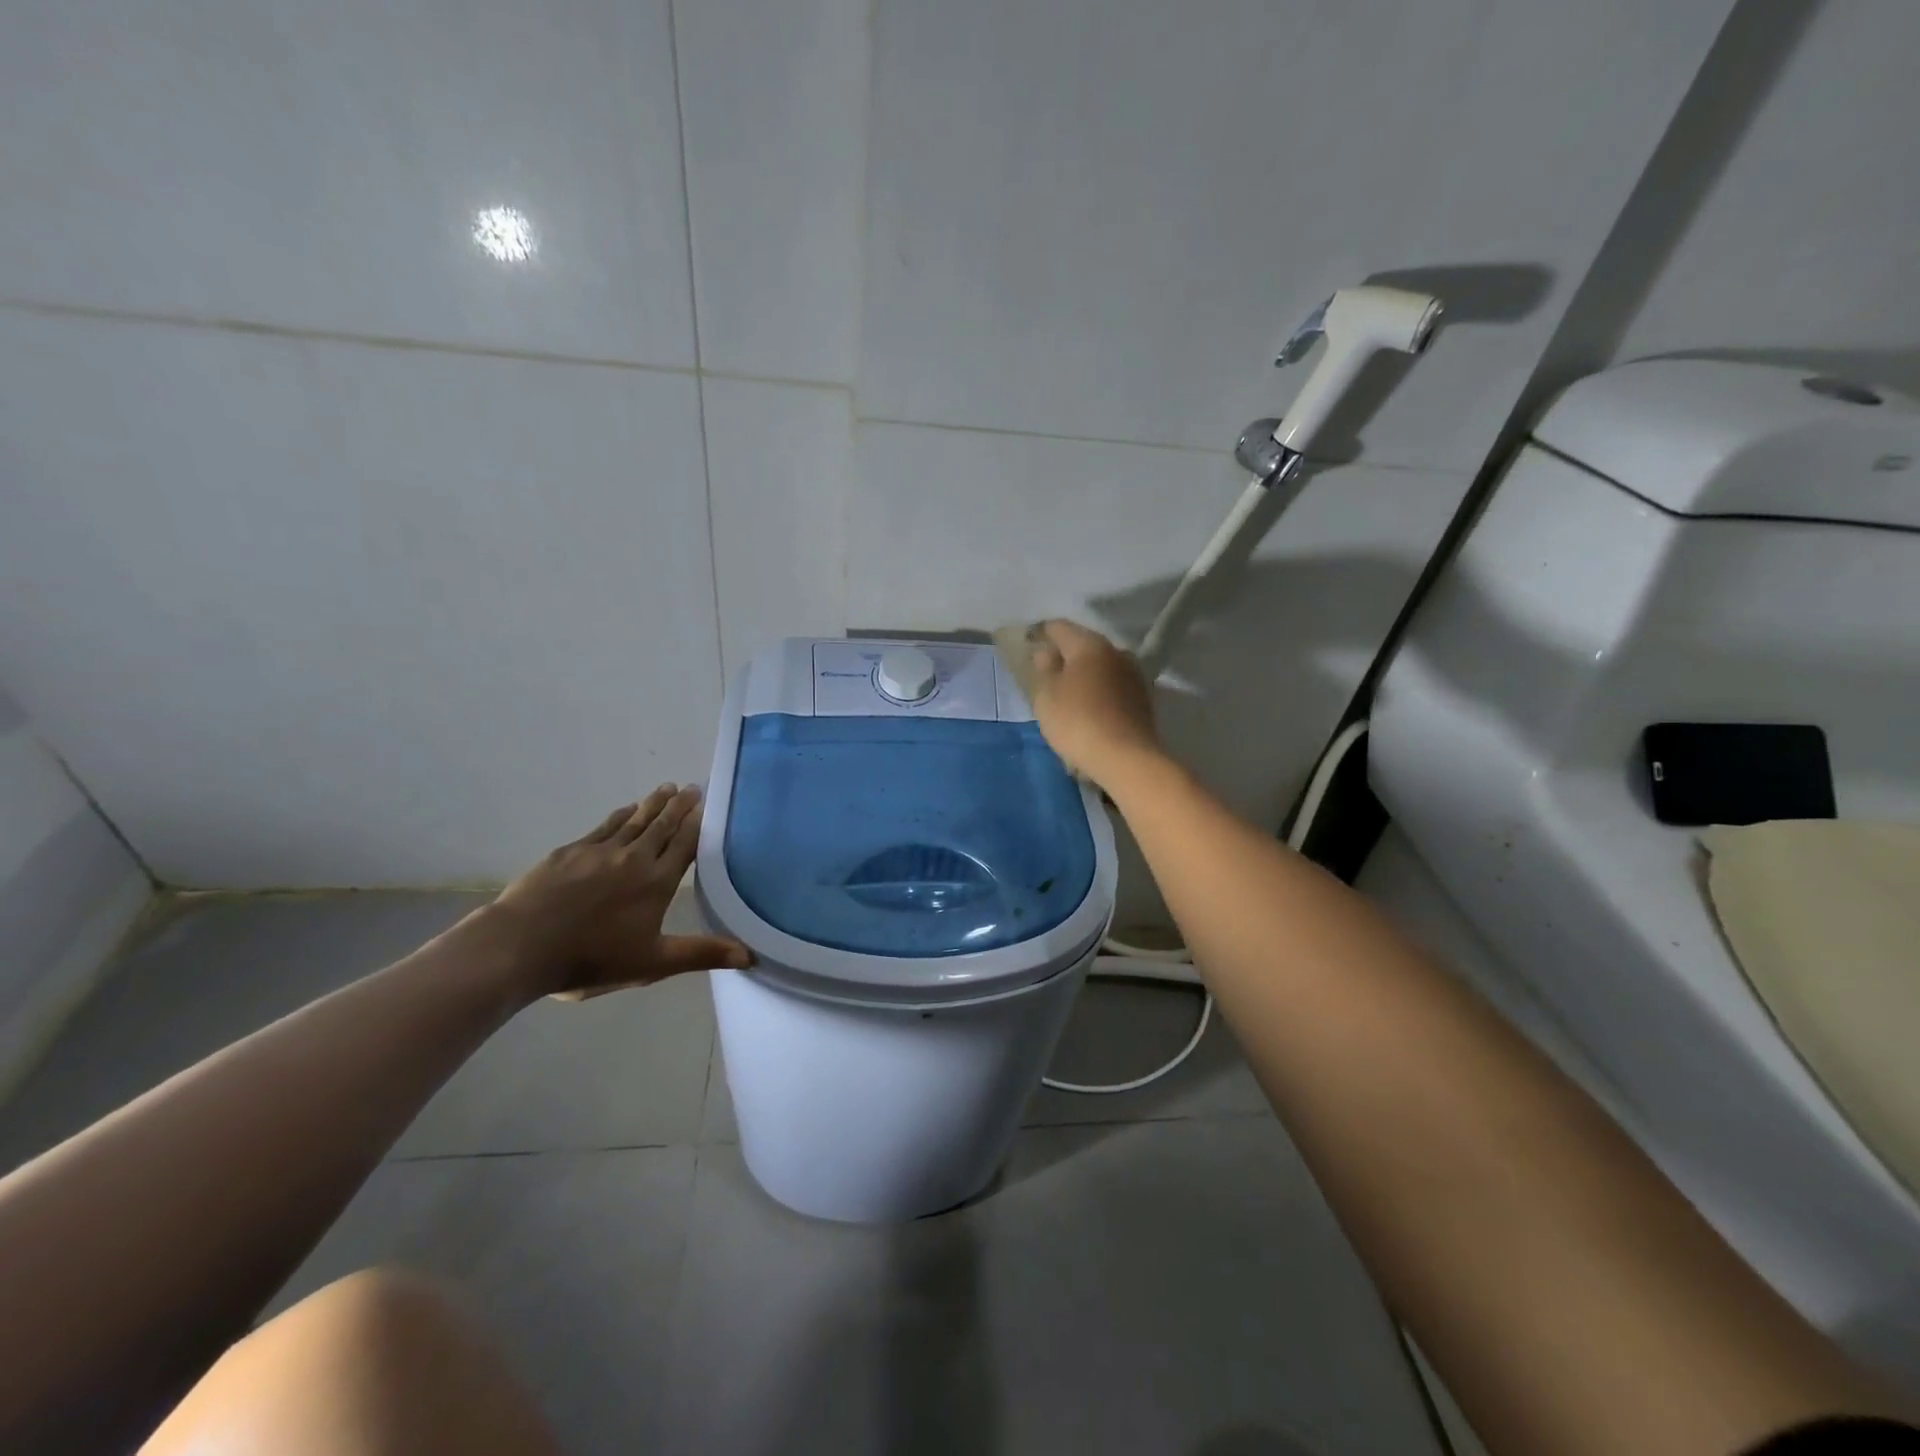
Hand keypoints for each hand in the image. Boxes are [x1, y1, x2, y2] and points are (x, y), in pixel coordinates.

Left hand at [484, 786, 752, 1000]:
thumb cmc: (591, 959)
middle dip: (679, 806)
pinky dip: (620, 815)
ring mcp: (599, 852)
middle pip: (662, 826)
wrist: (520, 947)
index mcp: (657, 883)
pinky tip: (626, 809)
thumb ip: (701, 954)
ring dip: (652, 804)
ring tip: (666, 788)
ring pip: (634, 821)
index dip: (697, 824)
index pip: (684, 845)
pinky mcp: (570, 853)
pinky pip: (604, 827)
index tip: (707, 804)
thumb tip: (751, 956)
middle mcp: (633, 859)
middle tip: (691, 787)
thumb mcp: (653, 964)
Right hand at [1023, 619, 1164, 788]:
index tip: (1027, 646)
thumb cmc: (1078, 722)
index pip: (1059, 627)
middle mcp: (1116, 652)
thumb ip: (1044, 669)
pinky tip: (1088, 709)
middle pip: (1083, 645)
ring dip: (1083, 675)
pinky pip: (1112, 687)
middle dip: (1064, 655)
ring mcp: (1133, 675)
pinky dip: (1098, 692)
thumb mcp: (1047, 696)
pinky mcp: (1142, 699)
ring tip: (1066, 694)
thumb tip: (1047, 652)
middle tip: (1044, 673)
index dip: (1040, 634)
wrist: (1127, 758)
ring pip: (1100, 666)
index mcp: (1089, 644)